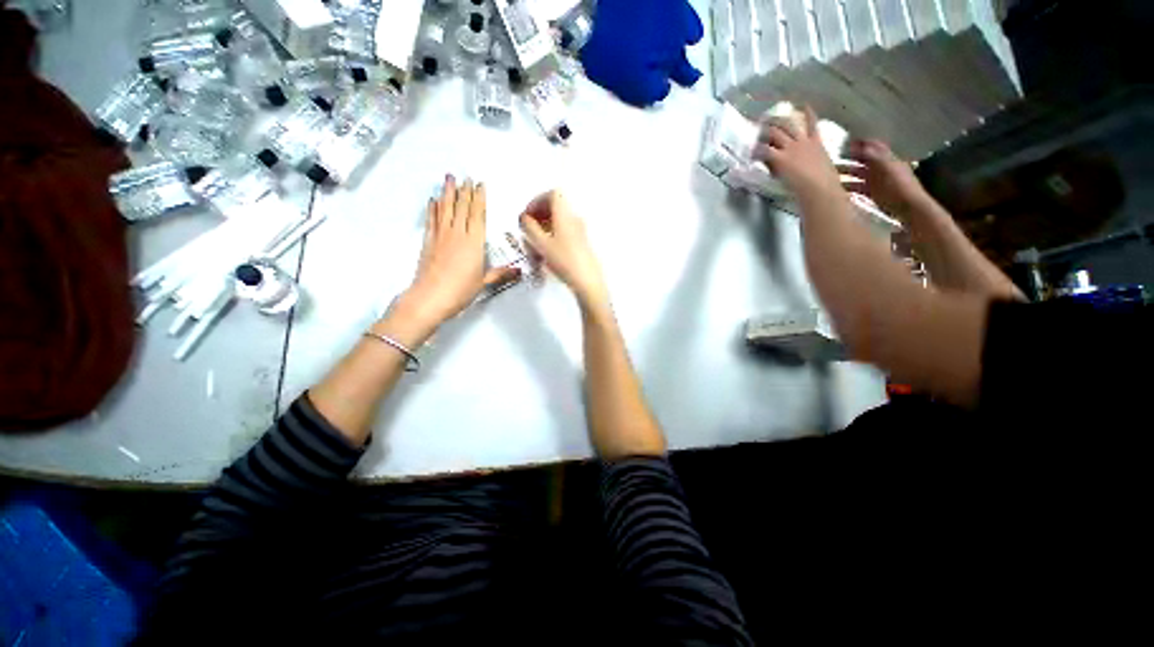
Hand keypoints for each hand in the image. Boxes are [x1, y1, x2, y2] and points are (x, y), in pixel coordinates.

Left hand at [394, 176, 519, 329]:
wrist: (430, 297)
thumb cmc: (461, 290)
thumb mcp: (484, 282)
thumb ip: (501, 273)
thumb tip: (519, 271)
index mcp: (474, 242)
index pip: (477, 214)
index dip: (479, 198)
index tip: (480, 184)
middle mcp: (457, 234)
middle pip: (462, 207)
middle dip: (465, 190)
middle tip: (466, 176)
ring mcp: (441, 236)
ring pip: (445, 209)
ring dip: (447, 192)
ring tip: (449, 178)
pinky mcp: (428, 242)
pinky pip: (431, 220)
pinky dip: (432, 209)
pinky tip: (433, 200)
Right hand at [518, 191, 608, 308]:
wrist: (587, 281)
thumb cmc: (564, 261)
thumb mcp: (541, 244)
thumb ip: (529, 227)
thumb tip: (524, 218)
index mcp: (565, 215)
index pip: (553, 194)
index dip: (537, 201)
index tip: (528, 215)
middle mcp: (574, 219)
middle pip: (556, 207)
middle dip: (540, 214)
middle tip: (529, 228)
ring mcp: (580, 231)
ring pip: (560, 221)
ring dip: (545, 227)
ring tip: (535, 243)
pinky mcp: (581, 243)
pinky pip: (565, 232)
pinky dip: (553, 236)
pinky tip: (546, 252)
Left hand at [752, 106, 842, 200]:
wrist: (820, 188)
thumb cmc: (826, 183)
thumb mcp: (823, 167)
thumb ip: (814, 162)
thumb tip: (807, 163)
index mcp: (817, 144)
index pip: (813, 124)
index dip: (808, 114)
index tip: (804, 106)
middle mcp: (803, 142)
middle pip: (790, 125)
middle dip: (779, 121)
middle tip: (768, 119)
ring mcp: (791, 148)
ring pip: (777, 132)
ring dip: (766, 130)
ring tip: (757, 130)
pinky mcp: (780, 158)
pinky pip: (765, 150)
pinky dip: (757, 150)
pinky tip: (751, 152)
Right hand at [838, 139, 929, 216]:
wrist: (907, 207)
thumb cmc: (899, 186)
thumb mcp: (887, 168)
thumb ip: (875, 157)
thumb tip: (862, 145)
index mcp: (887, 159)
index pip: (873, 147)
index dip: (862, 143)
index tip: (846, 142)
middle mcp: (881, 168)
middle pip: (863, 160)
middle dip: (850, 158)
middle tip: (832, 159)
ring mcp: (875, 181)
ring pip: (858, 174)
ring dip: (846, 174)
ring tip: (829, 175)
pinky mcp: (871, 193)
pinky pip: (857, 188)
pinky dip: (847, 187)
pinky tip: (837, 189)